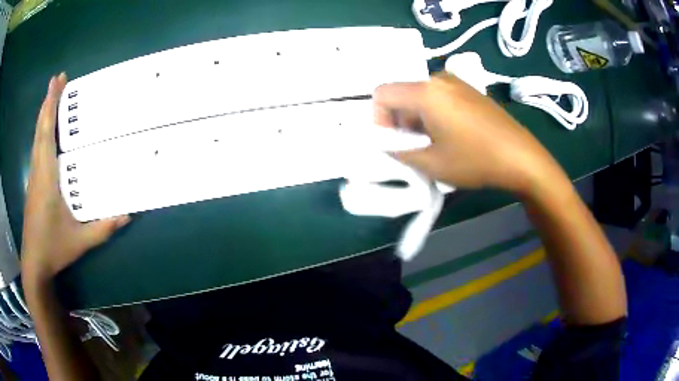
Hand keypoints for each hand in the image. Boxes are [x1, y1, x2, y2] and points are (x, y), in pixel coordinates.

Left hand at [21, 73, 128, 283]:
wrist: (34, 262)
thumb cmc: (53, 249)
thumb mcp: (80, 241)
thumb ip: (103, 227)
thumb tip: (128, 213)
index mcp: (46, 177)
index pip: (46, 134)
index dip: (51, 106)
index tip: (57, 81)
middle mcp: (38, 170)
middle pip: (40, 129)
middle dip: (48, 101)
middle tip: (59, 78)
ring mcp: (33, 176)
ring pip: (37, 137)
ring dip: (44, 114)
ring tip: (52, 95)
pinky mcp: (33, 182)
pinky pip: (36, 147)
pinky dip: (41, 130)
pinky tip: (46, 128)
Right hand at [374, 73, 559, 194]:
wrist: (521, 157)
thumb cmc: (475, 160)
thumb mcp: (431, 163)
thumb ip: (399, 151)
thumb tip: (385, 143)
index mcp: (425, 91)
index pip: (382, 93)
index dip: (379, 118)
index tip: (393, 141)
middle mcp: (439, 78)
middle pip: (402, 93)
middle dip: (399, 120)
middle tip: (414, 147)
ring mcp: (457, 82)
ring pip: (421, 95)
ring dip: (417, 118)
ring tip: (434, 143)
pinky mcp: (470, 90)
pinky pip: (440, 96)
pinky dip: (434, 113)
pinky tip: (452, 135)